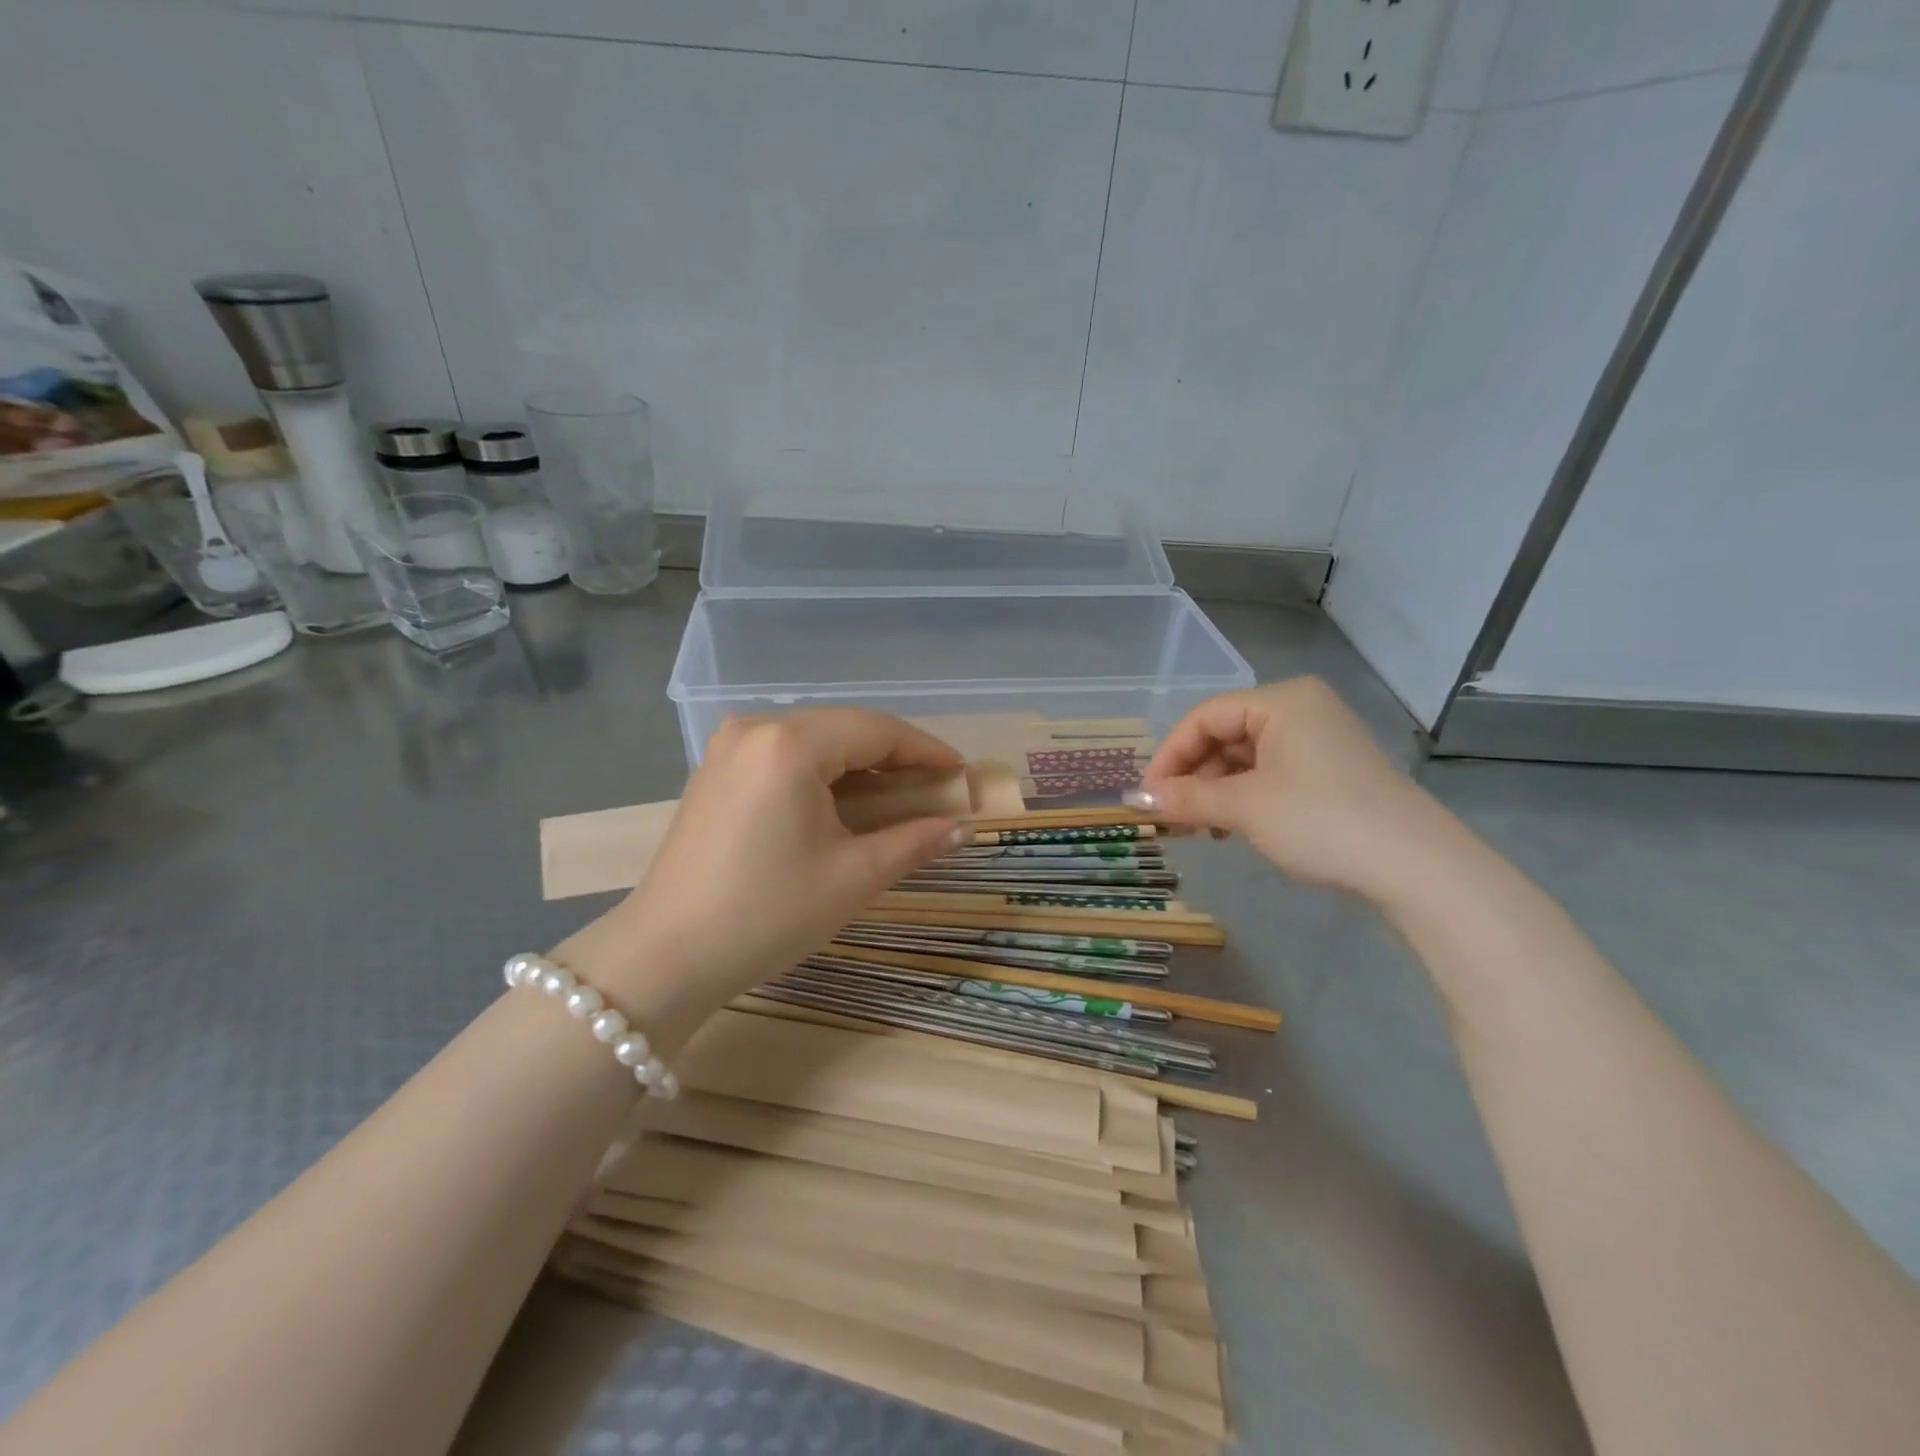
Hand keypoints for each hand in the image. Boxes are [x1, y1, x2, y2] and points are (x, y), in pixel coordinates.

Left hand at [557, 710, 963, 1047]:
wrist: (667, 956)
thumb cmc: (768, 913)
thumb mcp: (853, 877)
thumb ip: (914, 842)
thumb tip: (961, 827)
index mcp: (790, 744)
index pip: (876, 731)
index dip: (926, 751)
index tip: (961, 773)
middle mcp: (756, 729)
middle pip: (844, 729)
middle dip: (895, 757)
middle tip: (935, 788)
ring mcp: (728, 748)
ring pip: (814, 741)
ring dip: (859, 765)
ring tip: (898, 796)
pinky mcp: (715, 772)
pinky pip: (784, 757)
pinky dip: (823, 773)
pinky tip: (844, 801)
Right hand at [1130, 678, 1452, 902]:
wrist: (1415, 866)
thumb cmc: (1320, 821)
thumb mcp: (1244, 808)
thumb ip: (1187, 798)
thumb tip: (1138, 799)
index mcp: (1281, 701)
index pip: (1204, 718)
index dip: (1169, 756)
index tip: (1148, 797)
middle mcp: (1300, 710)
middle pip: (1224, 735)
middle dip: (1192, 777)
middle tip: (1171, 818)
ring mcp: (1319, 739)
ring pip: (1245, 758)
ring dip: (1215, 791)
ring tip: (1201, 829)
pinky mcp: (1330, 770)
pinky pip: (1271, 773)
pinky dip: (1244, 797)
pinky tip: (1233, 828)